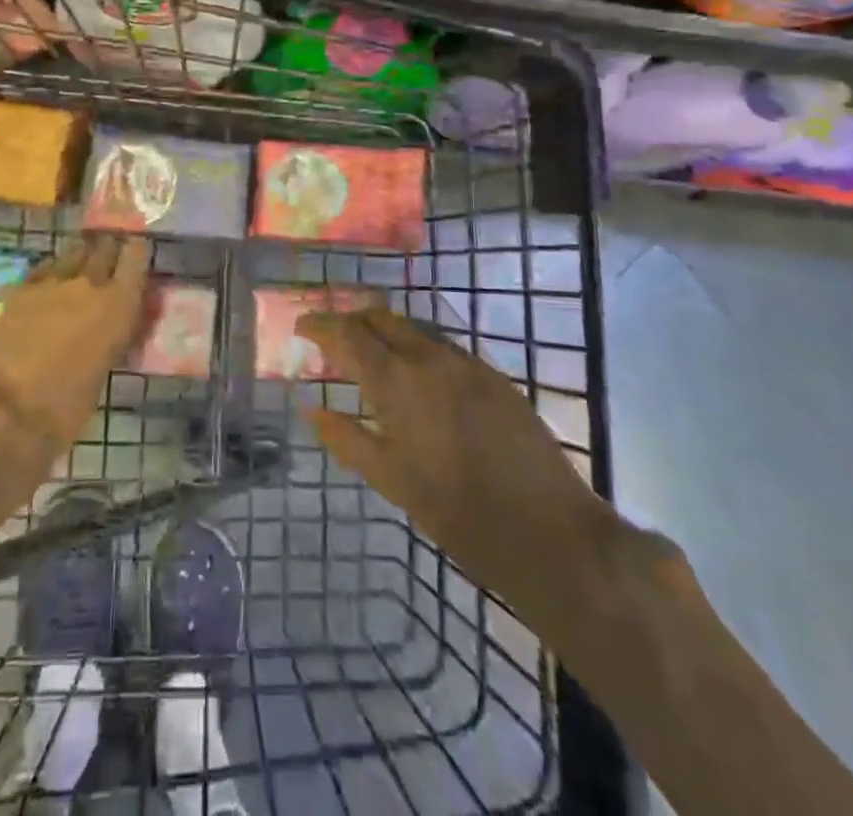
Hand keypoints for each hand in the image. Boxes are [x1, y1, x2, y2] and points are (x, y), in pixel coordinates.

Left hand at [0, 235, 150, 455]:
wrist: (10, 410)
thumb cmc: (69, 404)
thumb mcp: (107, 365)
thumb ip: (116, 332)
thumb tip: (119, 320)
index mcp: (118, 304)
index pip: (135, 256)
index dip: (137, 252)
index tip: (137, 253)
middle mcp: (89, 283)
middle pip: (104, 247)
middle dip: (109, 251)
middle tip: (110, 259)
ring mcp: (52, 282)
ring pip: (73, 252)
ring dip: (81, 257)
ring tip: (81, 268)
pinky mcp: (22, 289)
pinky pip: (45, 268)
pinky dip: (53, 271)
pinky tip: (51, 283)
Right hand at [301, 307, 623, 638]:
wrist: (550, 533)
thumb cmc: (458, 513)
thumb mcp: (391, 481)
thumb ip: (347, 439)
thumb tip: (311, 409)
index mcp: (398, 382)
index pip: (348, 335)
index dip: (321, 326)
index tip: (301, 326)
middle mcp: (431, 358)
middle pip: (383, 318)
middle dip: (353, 320)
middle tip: (334, 337)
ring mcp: (468, 364)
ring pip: (416, 329)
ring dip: (387, 332)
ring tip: (372, 354)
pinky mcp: (496, 377)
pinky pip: (446, 348)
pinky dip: (420, 349)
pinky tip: (419, 377)